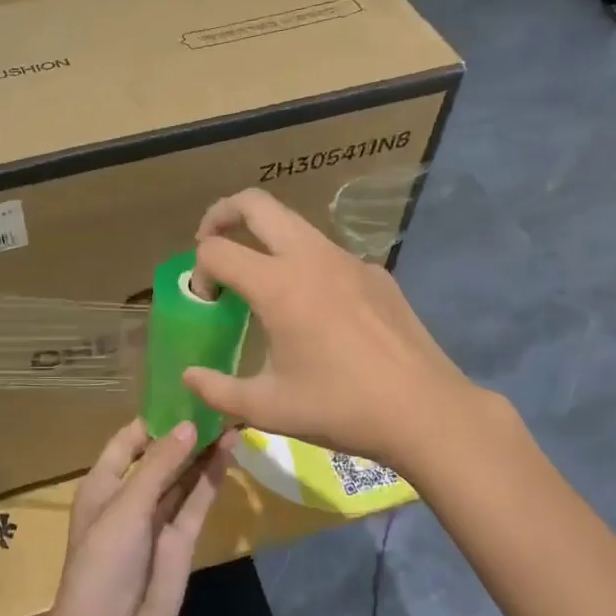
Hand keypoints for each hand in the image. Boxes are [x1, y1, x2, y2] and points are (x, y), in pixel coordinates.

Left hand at [48, 420, 226, 615]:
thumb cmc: (103, 564)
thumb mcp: (125, 508)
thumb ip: (158, 467)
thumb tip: (188, 426)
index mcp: (102, 485)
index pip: (127, 441)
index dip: (153, 419)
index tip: (184, 393)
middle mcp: (129, 498)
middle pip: (159, 457)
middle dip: (184, 434)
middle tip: (219, 402)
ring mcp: (156, 521)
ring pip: (182, 478)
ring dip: (202, 453)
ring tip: (231, 419)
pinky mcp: (180, 542)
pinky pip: (196, 504)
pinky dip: (211, 481)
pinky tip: (230, 454)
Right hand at [184, 189, 493, 474]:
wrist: (426, 411)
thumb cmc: (341, 408)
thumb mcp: (268, 409)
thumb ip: (217, 390)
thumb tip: (188, 375)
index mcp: (278, 286)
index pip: (217, 251)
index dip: (199, 271)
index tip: (207, 302)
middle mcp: (311, 258)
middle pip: (256, 204)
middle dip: (223, 214)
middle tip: (211, 242)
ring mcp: (349, 260)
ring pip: (295, 223)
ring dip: (265, 236)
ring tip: (259, 276)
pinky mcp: (376, 273)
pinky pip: (328, 253)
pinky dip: (305, 264)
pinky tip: (317, 310)